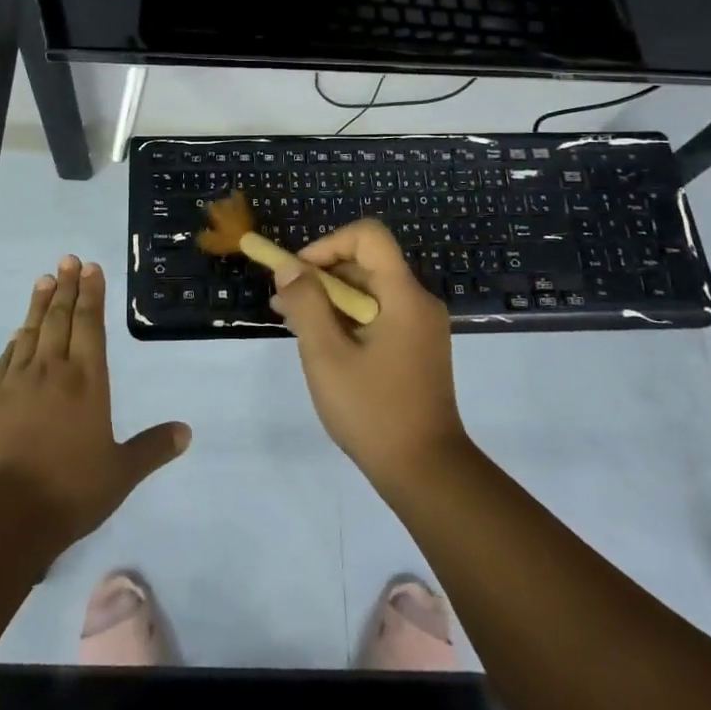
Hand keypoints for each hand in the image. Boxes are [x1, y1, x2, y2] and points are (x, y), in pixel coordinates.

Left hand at [0, 255, 190, 550]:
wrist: (4, 514)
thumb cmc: (70, 490)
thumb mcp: (121, 473)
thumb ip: (152, 448)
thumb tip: (186, 432)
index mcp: (87, 381)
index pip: (90, 326)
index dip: (91, 295)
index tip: (91, 268)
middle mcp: (53, 371)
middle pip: (60, 318)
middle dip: (66, 287)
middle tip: (68, 260)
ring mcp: (17, 381)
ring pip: (31, 331)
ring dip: (39, 303)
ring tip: (44, 279)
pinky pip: (6, 358)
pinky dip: (15, 340)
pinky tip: (18, 333)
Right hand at [268, 221, 468, 490]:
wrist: (426, 472)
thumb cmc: (373, 411)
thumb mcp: (327, 355)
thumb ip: (306, 304)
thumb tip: (289, 268)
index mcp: (404, 295)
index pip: (368, 236)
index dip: (328, 244)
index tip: (298, 273)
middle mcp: (418, 301)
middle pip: (365, 263)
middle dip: (321, 275)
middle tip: (284, 304)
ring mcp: (420, 326)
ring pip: (368, 290)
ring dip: (329, 298)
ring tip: (293, 324)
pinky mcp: (416, 347)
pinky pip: (377, 314)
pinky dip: (347, 318)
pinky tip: (320, 343)